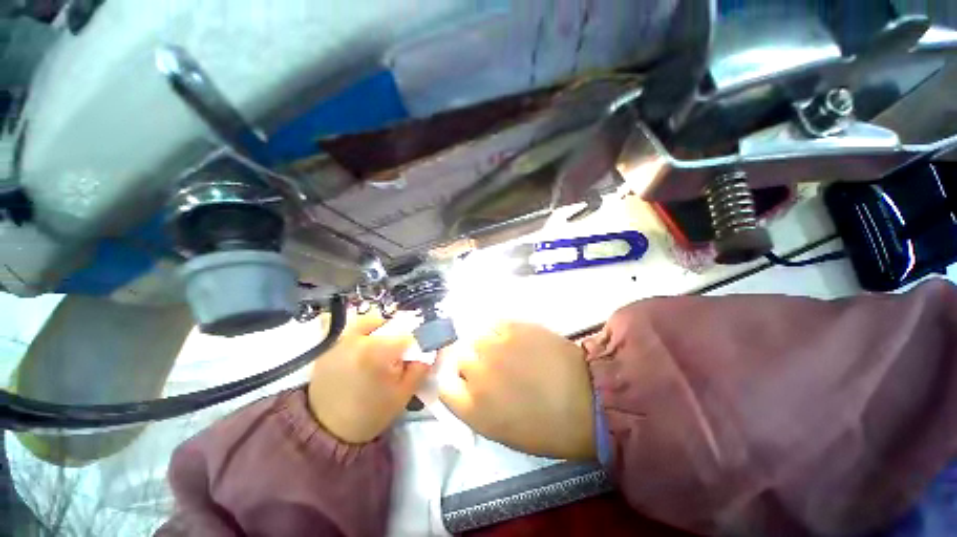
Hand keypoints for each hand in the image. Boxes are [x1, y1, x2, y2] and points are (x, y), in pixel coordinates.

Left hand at [308, 312, 429, 443]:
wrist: (326, 429)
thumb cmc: (369, 414)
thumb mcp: (403, 395)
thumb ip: (421, 368)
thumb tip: (432, 348)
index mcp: (378, 351)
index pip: (410, 335)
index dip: (420, 342)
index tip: (422, 351)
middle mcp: (359, 337)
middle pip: (393, 325)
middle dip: (403, 336)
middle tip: (403, 354)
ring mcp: (342, 337)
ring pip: (375, 319)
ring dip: (385, 328)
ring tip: (385, 347)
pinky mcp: (332, 341)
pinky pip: (355, 324)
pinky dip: (366, 327)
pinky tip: (369, 341)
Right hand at [439, 322, 595, 459]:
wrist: (587, 399)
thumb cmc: (548, 426)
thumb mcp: (503, 431)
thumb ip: (476, 408)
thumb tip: (465, 387)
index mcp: (474, 409)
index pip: (444, 387)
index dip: (454, 383)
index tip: (464, 382)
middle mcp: (477, 374)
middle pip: (458, 358)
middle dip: (470, 363)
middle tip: (490, 367)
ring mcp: (494, 347)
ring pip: (474, 338)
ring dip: (485, 346)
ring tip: (503, 351)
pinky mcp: (513, 327)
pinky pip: (494, 325)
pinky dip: (499, 332)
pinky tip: (513, 340)